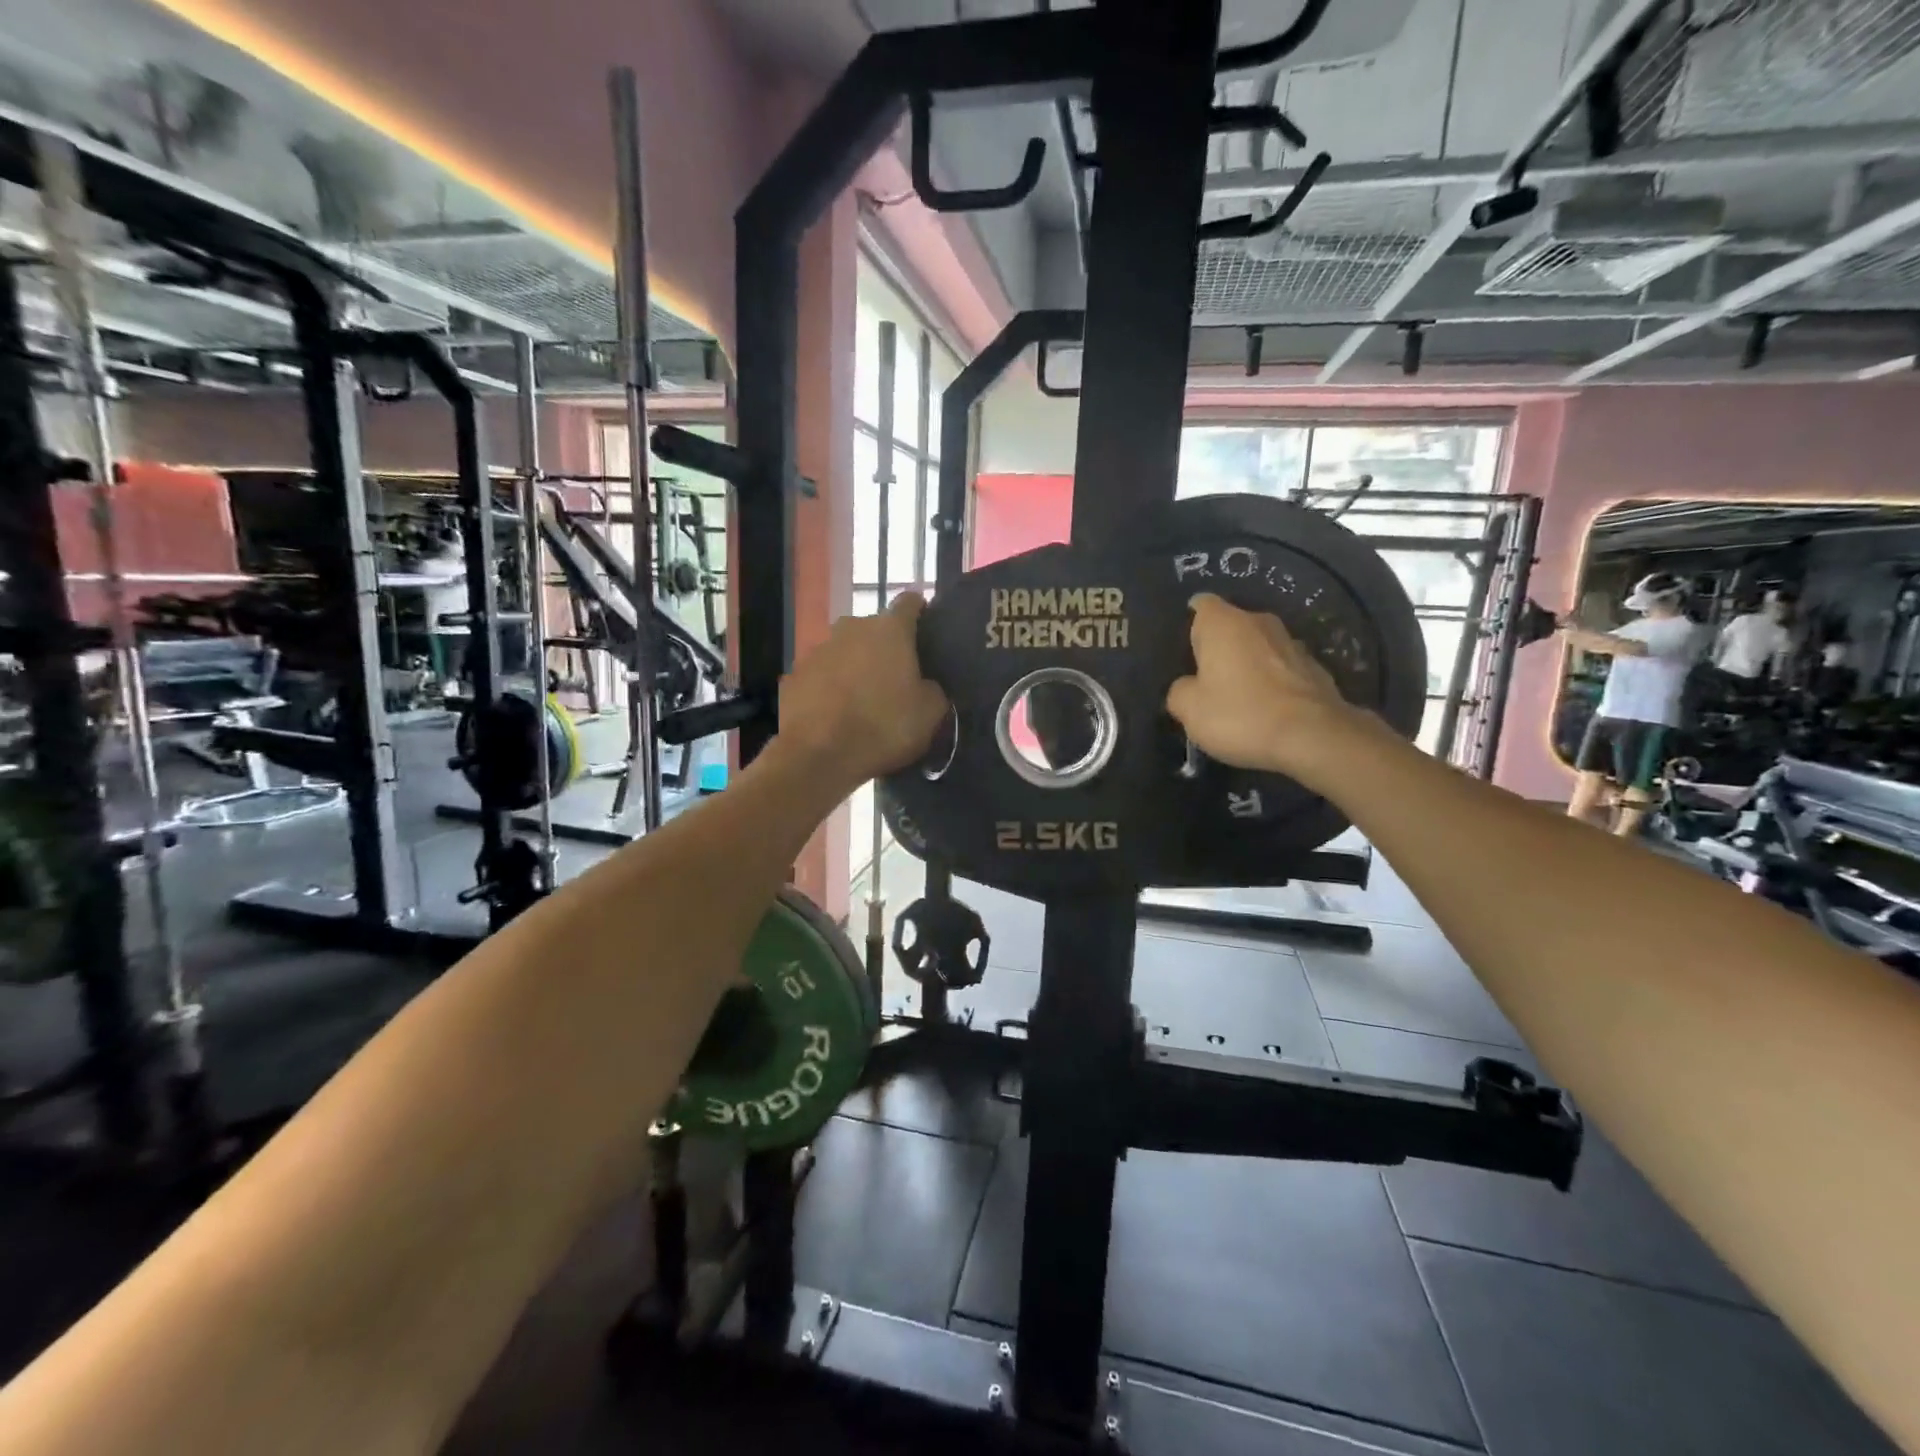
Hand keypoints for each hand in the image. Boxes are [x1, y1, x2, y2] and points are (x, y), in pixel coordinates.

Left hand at [777, 593, 948, 790]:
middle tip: (896, 678)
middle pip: (874, 628)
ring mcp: (818, 650)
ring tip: (863, 700)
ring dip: (855, 667)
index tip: (926, 631)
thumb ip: (933, 688)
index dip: (920, 613)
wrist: (819, 757)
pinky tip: (835, 714)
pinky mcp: (794, 675)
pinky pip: (821, 675)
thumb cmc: (884, 727)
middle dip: (885, 647)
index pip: (909, 602)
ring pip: (845, 651)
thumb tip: (925, 684)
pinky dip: (830, 687)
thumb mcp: (931, 713)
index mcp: (889, 630)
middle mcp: (851, 628)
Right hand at [1165, 593, 1377, 786]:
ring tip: (1239, 695)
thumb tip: (1187, 686)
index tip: (1185, 650)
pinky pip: (1282, 668)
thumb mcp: (1189, 710)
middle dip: (1220, 646)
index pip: (1201, 605)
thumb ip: (1179, 691)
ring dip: (1249, 663)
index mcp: (1223, 623)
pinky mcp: (1316, 667)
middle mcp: (1259, 621)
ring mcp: (1292, 642)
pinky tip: (1268, 708)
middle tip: (1206, 678)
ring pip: (1259, 646)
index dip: (1190, 623)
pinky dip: (1273, 681)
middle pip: (1231, 625)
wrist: (1313, 736)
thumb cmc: (1240, 715)